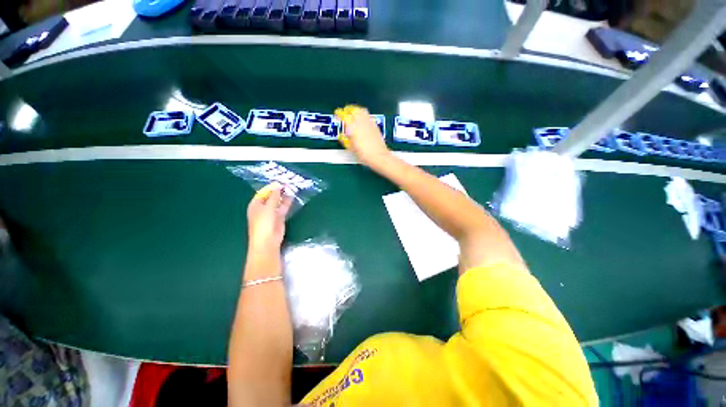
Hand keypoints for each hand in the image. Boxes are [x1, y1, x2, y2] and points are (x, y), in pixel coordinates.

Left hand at [247, 182, 292, 250]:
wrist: (267, 240)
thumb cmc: (263, 223)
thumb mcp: (268, 207)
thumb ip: (274, 196)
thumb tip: (278, 186)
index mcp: (255, 205)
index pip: (263, 193)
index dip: (270, 187)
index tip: (279, 182)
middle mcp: (263, 208)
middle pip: (271, 197)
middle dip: (278, 191)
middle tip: (287, 184)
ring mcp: (271, 213)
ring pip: (278, 202)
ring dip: (283, 196)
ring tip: (291, 188)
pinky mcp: (279, 217)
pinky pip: (283, 208)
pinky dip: (287, 203)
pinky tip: (292, 197)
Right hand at [335, 105, 390, 168]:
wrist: (378, 156)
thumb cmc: (364, 154)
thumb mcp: (351, 148)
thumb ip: (344, 140)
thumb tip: (341, 136)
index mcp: (353, 127)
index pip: (344, 115)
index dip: (339, 113)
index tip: (337, 113)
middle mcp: (361, 122)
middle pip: (354, 110)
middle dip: (348, 109)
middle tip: (345, 112)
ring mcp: (369, 123)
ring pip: (362, 111)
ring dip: (357, 111)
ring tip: (354, 114)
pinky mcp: (375, 126)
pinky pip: (368, 116)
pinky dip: (364, 116)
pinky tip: (363, 121)